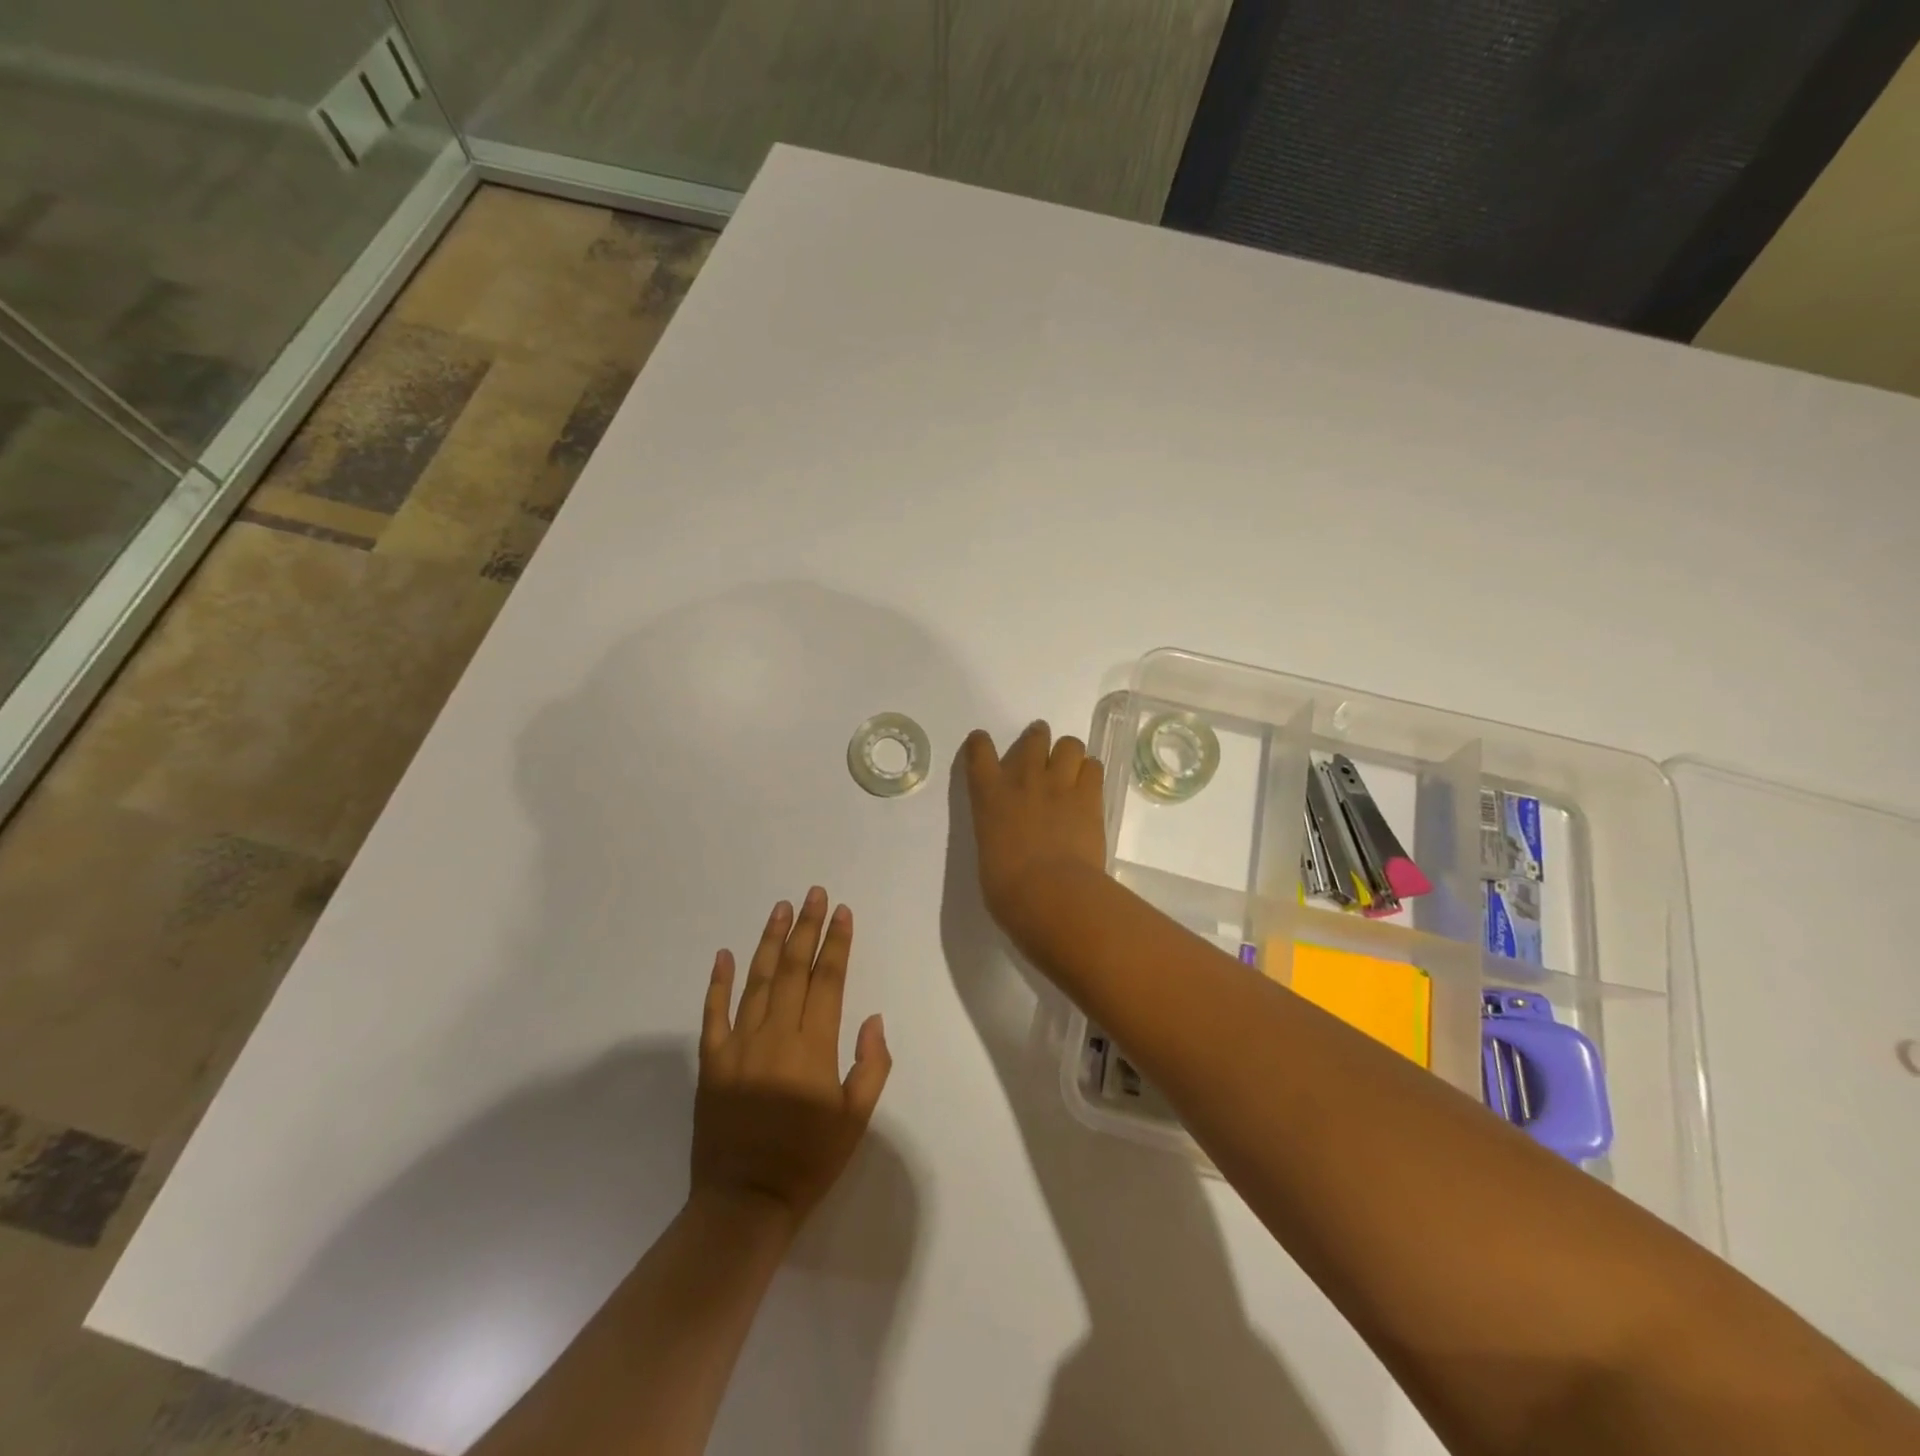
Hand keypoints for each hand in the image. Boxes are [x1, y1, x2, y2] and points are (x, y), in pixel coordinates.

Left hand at [693, 888, 891, 1231]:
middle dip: (806, 928)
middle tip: (813, 894)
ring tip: (781, 908)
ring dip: (769, 941)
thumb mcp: (856, 1120)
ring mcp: (739, 1045)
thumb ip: (870, 1065)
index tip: (842, 912)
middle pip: (792, 969)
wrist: (745, 1203)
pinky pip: (714, 1013)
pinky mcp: (712, 1061)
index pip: (828, 980)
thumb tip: (872, 1018)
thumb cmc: (809, 1161)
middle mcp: (776, 1035)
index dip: (836, 943)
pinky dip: (718, 982)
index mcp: (814, 1047)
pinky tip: (724, 954)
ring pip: (756, 980)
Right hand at [962, 721, 1107, 944]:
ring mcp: (1059, 784)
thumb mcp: (989, 855)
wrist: (1051, 893)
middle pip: (1034, 738)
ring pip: (1070, 744)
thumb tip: (1010, 840)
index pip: (979, 752)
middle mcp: (1023, 780)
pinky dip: (1091, 773)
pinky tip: (1089, 788)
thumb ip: (997, 835)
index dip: (980, 744)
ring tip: (1070, 769)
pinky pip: (1094, 767)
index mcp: (989, 796)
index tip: (982, 743)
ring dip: (1068, 753)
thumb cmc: (1008, 889)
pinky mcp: (1089, 796)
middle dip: (1038, 739)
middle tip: (1041, 753)